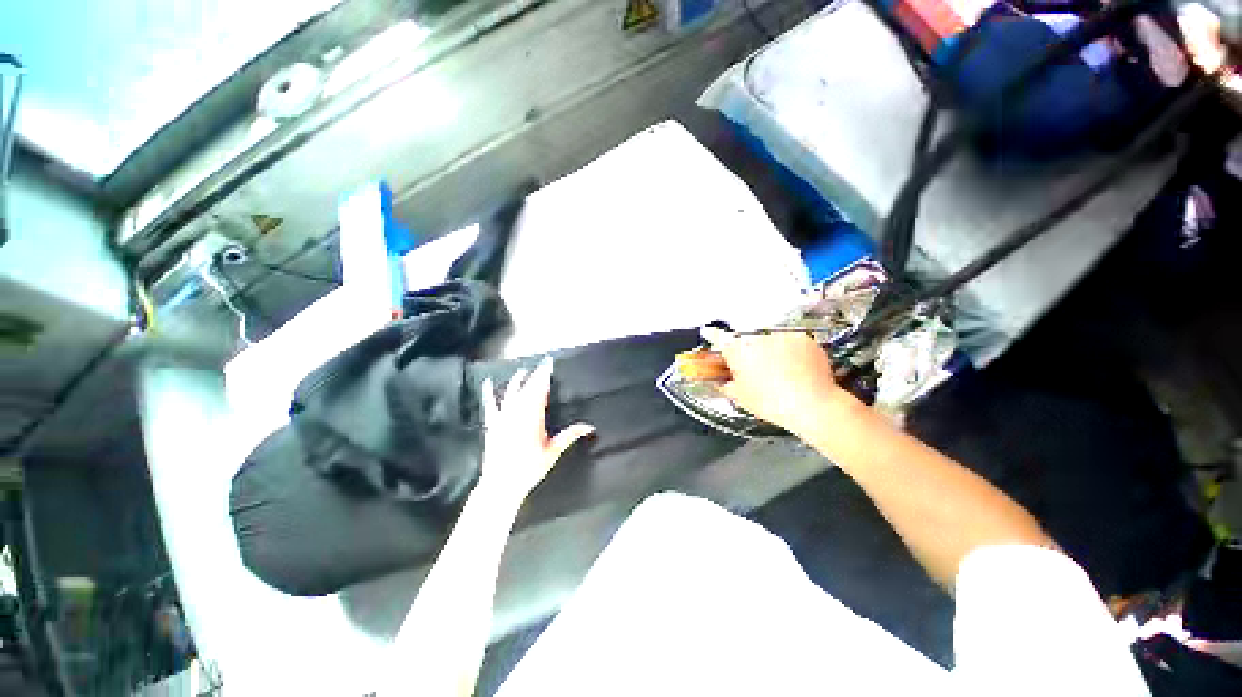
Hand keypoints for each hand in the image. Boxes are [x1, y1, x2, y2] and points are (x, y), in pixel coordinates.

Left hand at [479, 358, 594, 502]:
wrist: (501, 484)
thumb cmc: (529, 468)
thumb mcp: (553, 452)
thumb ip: (570, 436)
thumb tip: (589, 426)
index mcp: (533, 418)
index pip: (540, 391)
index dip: (544, 376)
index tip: (549, 364)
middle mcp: (517, 413)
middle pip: (527, 389)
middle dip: (535, 375)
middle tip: (542, 365)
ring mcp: (503, 418)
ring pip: (510, 393)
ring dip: (517, 381)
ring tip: (523, 371)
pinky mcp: (492, 424)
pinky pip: (490, 405)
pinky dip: (488, 393)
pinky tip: (487, 383)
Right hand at [700, 326, 849, 436]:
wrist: (812, 405)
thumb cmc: (771, 403)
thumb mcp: (741, 398)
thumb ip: (727, 385)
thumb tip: (722, 381)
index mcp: (738, 351)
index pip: (718, 337)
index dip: (712, 335)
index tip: (709, 332)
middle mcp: (757, 338)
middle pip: (747, 341)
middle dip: (748, 352)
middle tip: (756, 370)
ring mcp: (781, 336)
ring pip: (770, 342)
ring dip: (770, 351)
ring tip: (780, 372)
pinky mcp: (802, 338)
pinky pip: (790, 343)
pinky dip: (791, 352)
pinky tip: (796, 369)